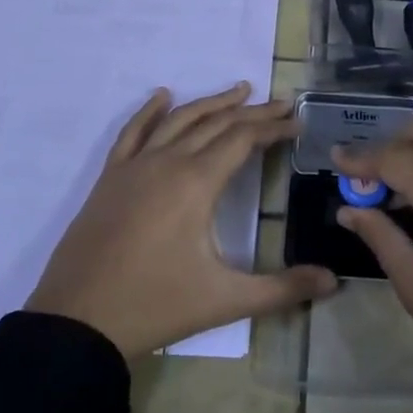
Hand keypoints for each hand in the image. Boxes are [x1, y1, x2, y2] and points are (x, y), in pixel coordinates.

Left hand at [28, 84, 337, 358]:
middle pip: (217, 123)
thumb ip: (283, 288)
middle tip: (280, 103)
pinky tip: (162, 96)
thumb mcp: (226, 300)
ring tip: (239, 89)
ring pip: (179, 120)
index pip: (243, 139)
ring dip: (211, 103)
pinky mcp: (110, 178)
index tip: (297, 122)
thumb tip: (336, 282)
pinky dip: (150, 111)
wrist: (77, 323)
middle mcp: (168, 162)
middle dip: (252, 111)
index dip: (273, 128)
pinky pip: (133, 132)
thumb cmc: (156, 306)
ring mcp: (135, 166)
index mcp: (197, 182)